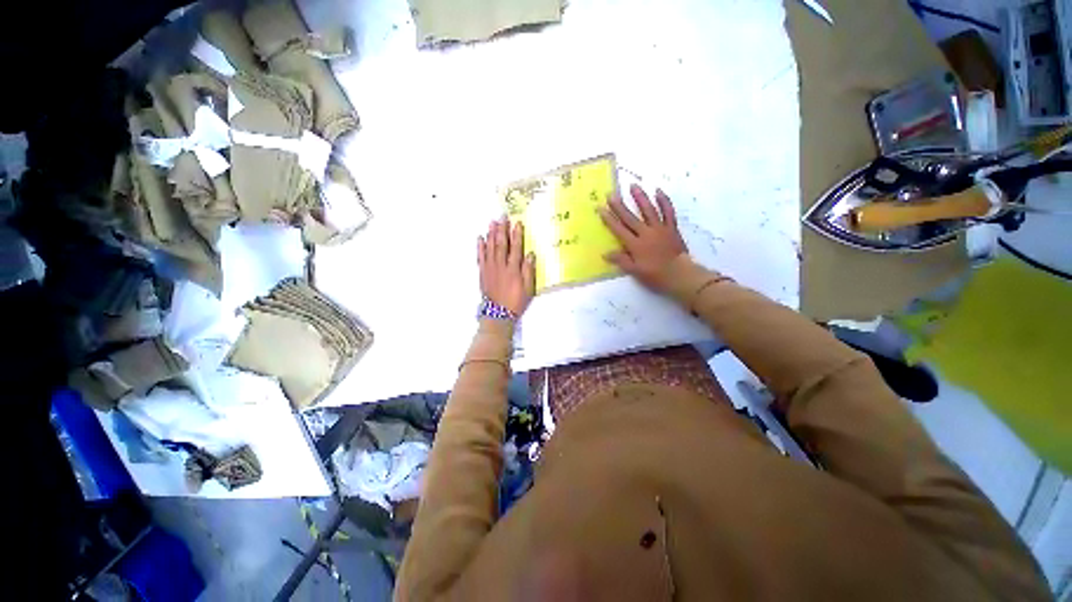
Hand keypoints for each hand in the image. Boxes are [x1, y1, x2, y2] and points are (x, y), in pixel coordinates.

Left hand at [477, 218, 535, 315]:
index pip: (516, 248)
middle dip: (502, 229)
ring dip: (491, 234)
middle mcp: (501, 265)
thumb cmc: (516, 301)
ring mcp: (490, 268)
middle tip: (502, 216)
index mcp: (514, 269)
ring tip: (492, 222)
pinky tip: (480, 238)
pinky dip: (480, 247)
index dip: (517, 234)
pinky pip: (480, 257)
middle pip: (501, 244)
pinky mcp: (483, 272)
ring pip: (490, 247)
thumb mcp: (528, 288)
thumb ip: (529, 271)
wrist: (498, 314)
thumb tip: (530, 254)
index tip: (517, 223)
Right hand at [599, 184, 688, 292]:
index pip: (619, 229)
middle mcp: (646, 233)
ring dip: (640, 198)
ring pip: (649, 210)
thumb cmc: (655, 275)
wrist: (680, 274)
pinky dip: (664, 201)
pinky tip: (658, 192)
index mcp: (635, 245)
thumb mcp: (635, 271)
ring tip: (633, 186)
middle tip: (611, 194)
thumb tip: (605, 253)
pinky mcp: (671, 228)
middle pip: (630, 218)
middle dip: (619, 206)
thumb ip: (621, 260)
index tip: (601, 209)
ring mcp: (660, 229)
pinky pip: (668, 212)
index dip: (609, 219)